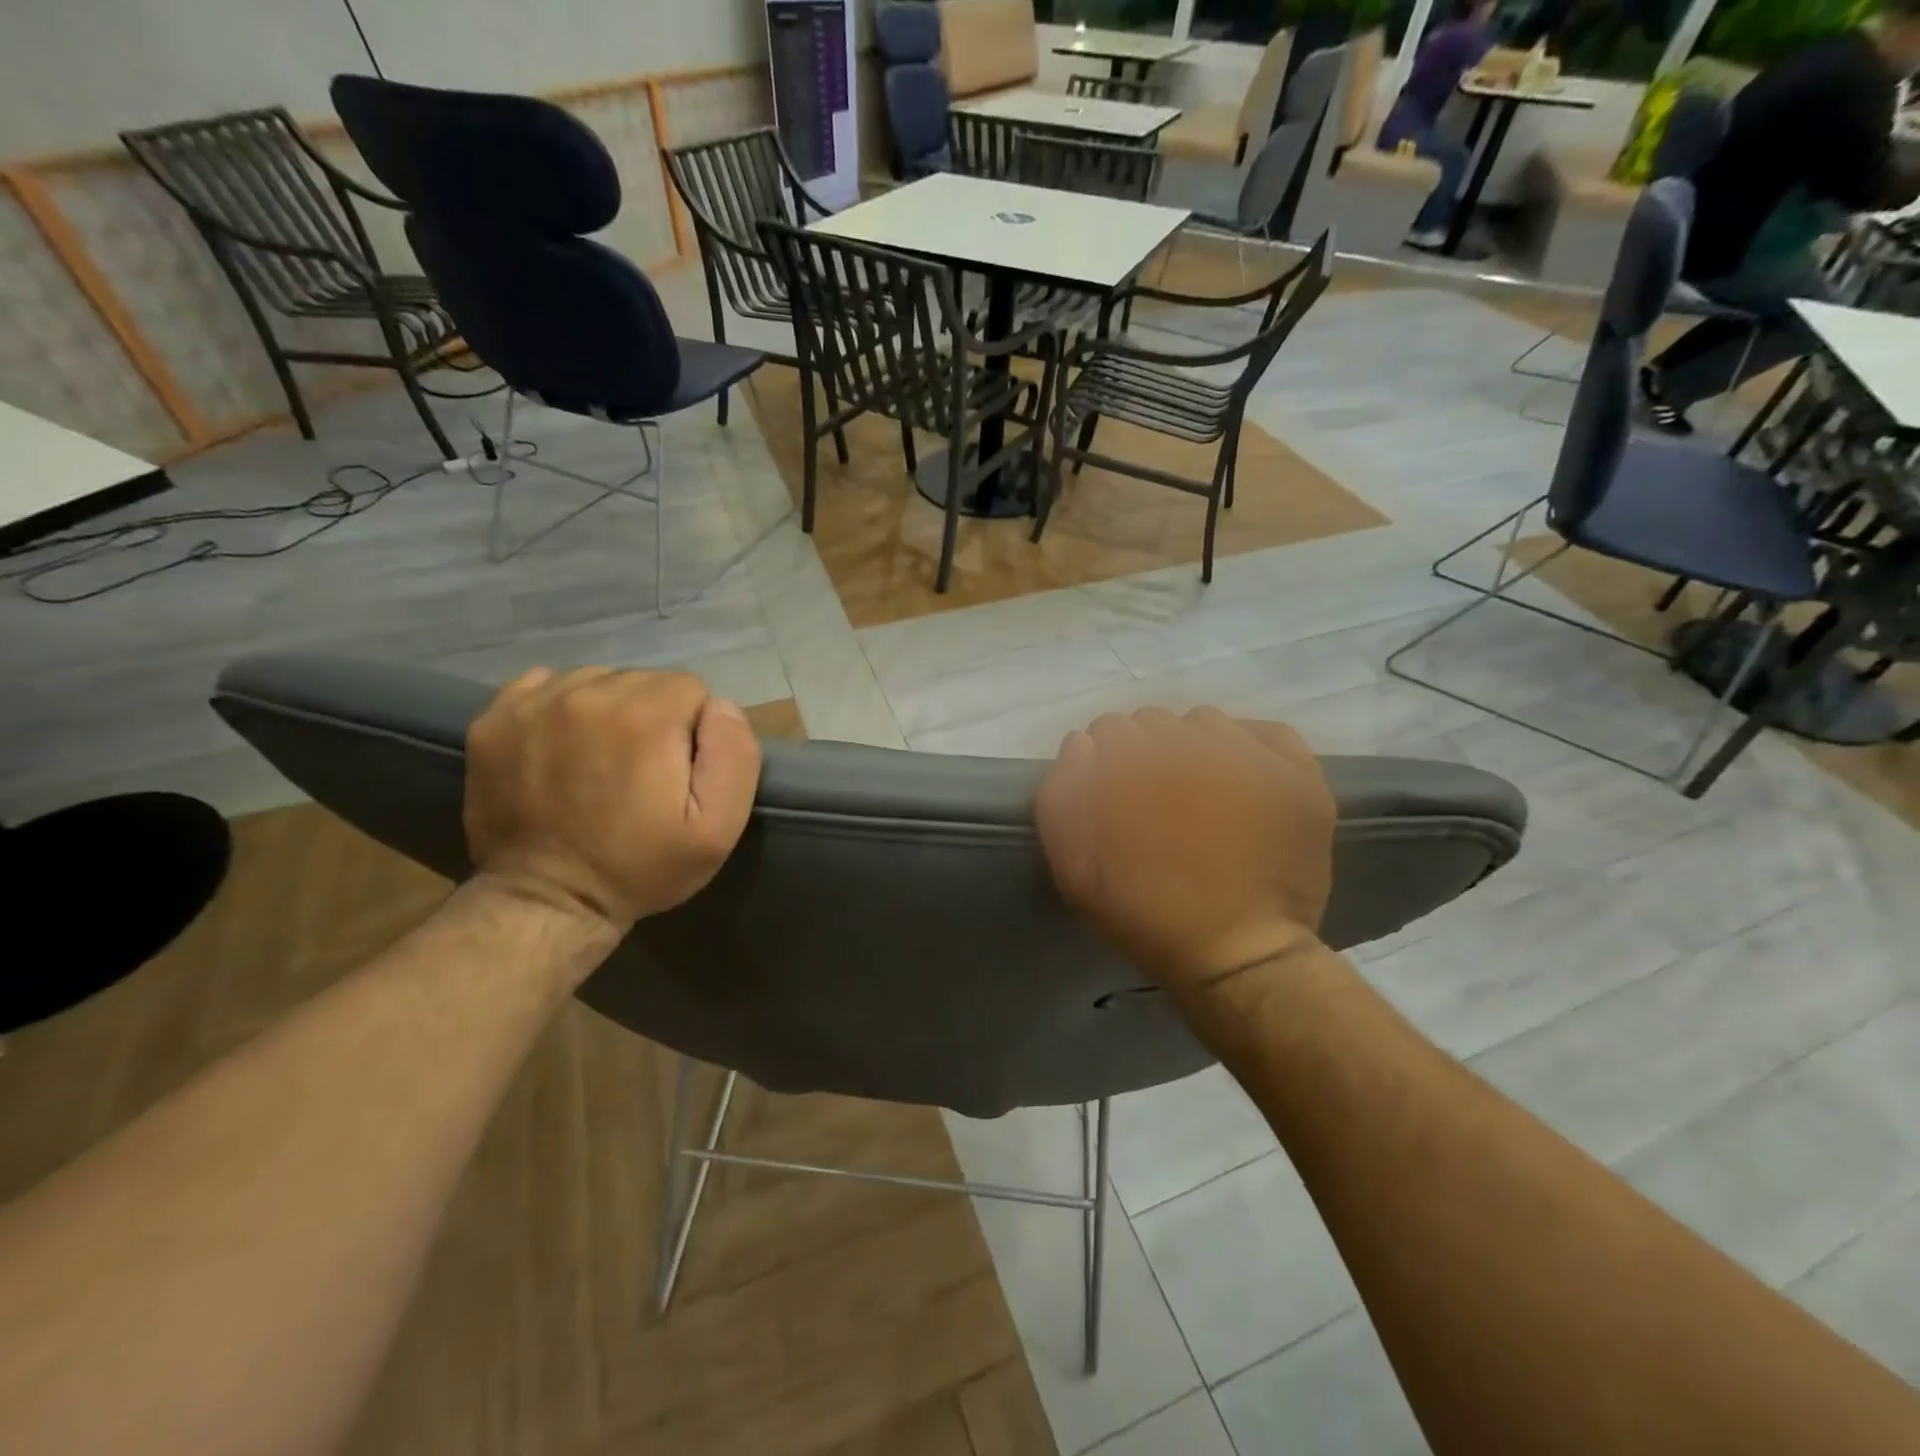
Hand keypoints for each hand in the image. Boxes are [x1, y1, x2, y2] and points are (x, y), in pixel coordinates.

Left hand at [464, 668, 762, 930]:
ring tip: (602, 761)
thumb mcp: (718, 828)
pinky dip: (562, 709)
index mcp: (646, 715)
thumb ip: (735, 754)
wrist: (547, 901)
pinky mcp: (495, 719)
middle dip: (652, 717)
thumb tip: (720, 707)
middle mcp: (588, 693)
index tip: (677, 772)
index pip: (691, 689)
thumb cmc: (642, 866)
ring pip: (597, 681)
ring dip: (609, 712)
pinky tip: (563, 748)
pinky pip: (546, 686)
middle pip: (643, 681)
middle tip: (642, 771)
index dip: (693, 730)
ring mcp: (534, 703)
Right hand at [1036, 708, 1335, 1002]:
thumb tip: (1082, 744)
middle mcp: (1186, 739)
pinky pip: (1265, 734)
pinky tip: (1246, 784)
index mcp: (1129, 759)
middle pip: (1155, 722)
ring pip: (1207, 723)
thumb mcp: (1072, 863)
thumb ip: (1061, 793)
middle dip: (1149, 754)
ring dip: (1197, 749)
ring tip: (1205, 796)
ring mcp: (1247, 751)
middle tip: (1159, 802)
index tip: (1115, 799)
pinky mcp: (1295, 770)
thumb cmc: (1144, 912)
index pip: (1108, 729)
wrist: (1235, 954)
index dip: (1107, 765)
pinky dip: (1252, 750)